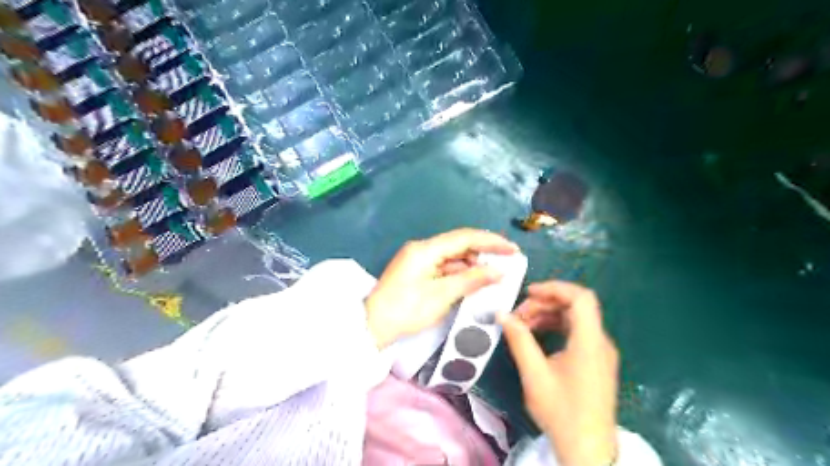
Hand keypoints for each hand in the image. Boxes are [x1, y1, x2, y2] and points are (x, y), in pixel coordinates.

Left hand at [364, 230, 516, 349]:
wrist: (372, 326)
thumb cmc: (406, 311)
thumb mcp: (441, 296)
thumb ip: (472, 280)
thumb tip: (499, 271)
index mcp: (426, 249)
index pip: (465, 238)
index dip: (491, 242)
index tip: (513, 250)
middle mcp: (422, 248)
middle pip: (459, 244)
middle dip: (484, 253)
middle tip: (507, 262)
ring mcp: (419, 259)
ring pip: (453, 256)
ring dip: (473, 264)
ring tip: (495, 275)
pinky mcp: (418, 271)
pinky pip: (444, 267)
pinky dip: (460, 273)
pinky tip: (475, 281)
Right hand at [496, 281, 618, 465]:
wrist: (588, 450)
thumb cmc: (561, 411)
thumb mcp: (535, 374)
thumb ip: (519, 340)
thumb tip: (502, 314)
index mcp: (589, 342)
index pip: (581, 297)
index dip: (555, 288)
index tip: (529, 293)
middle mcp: (600, 342)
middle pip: (575, 306)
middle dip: (545, 304)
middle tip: (518, 315)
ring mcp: (601, 352)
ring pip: (575, 319)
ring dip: (548, 316)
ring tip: (523, 325)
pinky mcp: (597, 362)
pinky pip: (577, 333)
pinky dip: (556, 328)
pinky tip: (537, 337)